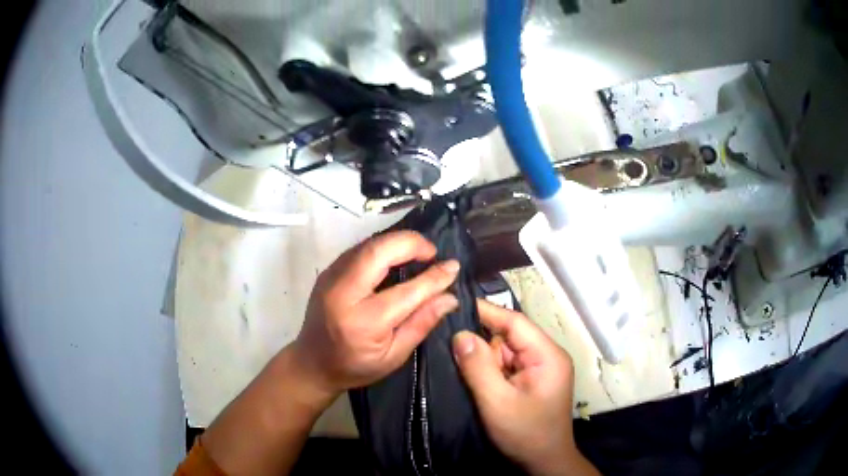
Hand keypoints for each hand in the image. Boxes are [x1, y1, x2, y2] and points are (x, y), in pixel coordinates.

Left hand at [291, 231, 459, 401]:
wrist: (312, 363)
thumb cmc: (355, 367)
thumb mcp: (394, 356)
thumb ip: (422, 323)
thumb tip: (449, 297)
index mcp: (364, 322)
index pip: (407, 291)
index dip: (434, 277)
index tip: (453, 266)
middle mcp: (343, 294)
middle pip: (379, 252)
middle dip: (411, 243)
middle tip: (432, 252)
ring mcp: (331, 278)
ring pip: (368, 245)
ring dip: (396, 243)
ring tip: (418, 253)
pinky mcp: (327, 272)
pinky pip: (359, 250)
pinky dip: (381, 248)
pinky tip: (395, 257)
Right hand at [452, 300, 598, 475]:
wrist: (544, 462)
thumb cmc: (526, 434)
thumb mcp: (498, 402)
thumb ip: (478, 367)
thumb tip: (459, 334)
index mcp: (547, 355)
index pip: (514, 322)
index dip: (485, 312)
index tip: (453, 305)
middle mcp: (546, 356)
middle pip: (508, 337)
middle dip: (481, 345)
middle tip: (450, 350)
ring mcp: (539, 369)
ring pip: (504, 352)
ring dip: (483, 361)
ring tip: (462, 370)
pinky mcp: (531, 381)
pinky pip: (505, 367)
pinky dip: (489, 371)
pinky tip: (475, 380)